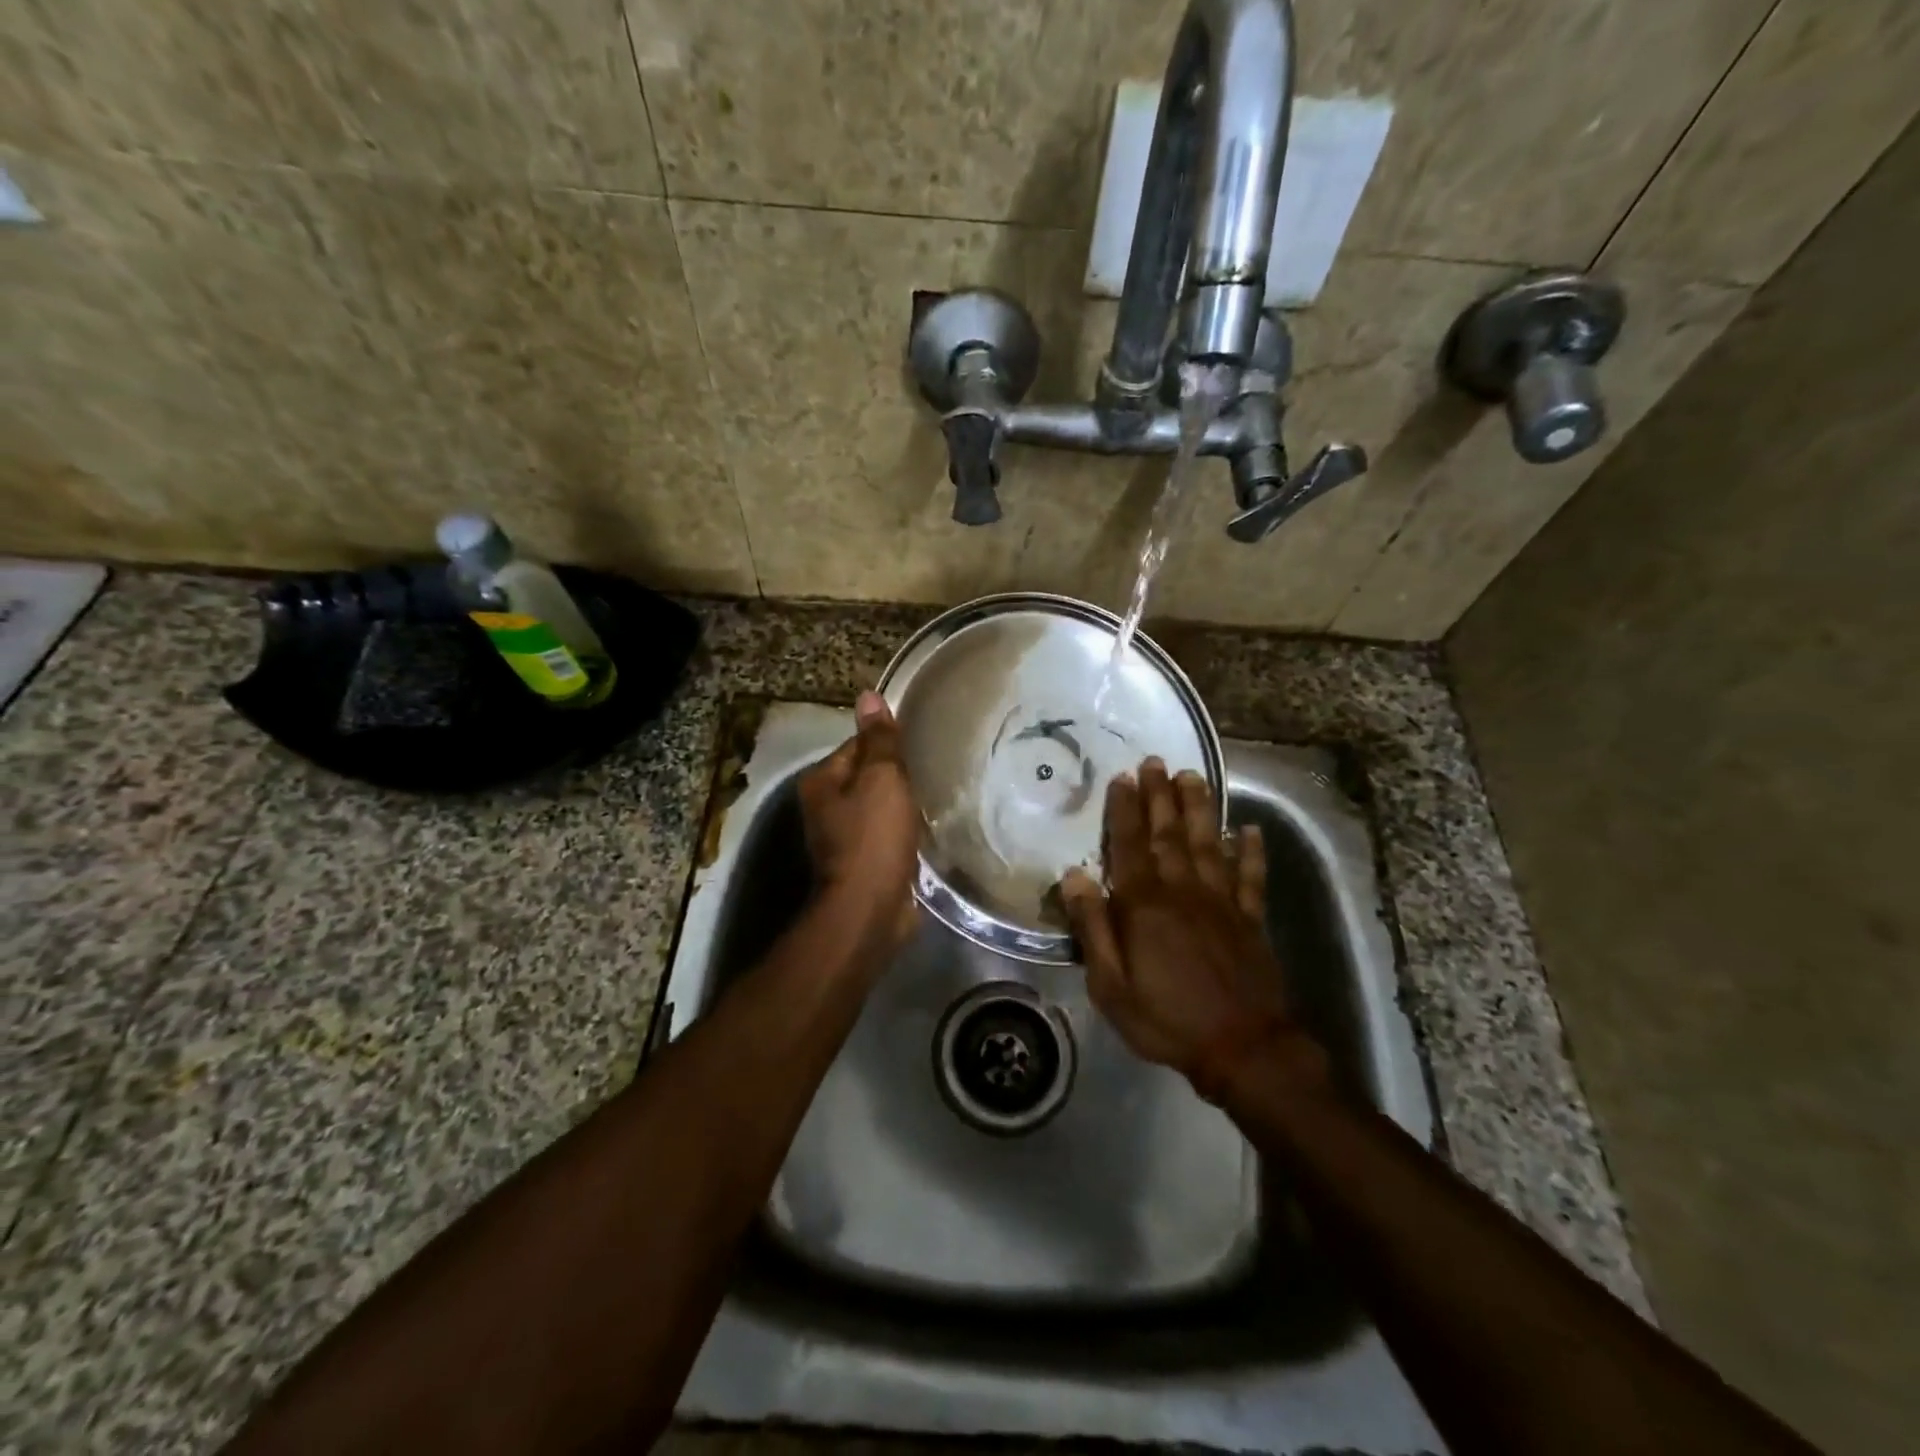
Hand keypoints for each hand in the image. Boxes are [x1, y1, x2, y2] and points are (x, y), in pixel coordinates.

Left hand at [799, 691, 919, 949]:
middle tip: (932, 767)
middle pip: (866, 777)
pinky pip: (887, 834)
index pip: (856, 745)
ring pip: (878, 807)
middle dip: (895, 774)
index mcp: (821, 782)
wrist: (870, 910)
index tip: (918, 744)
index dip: (886, 743)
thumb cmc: (873, 838)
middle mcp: (825, 808)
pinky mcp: (864, 863)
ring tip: (934, 794)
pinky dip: (903, 830)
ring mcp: (843, 839)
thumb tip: (868, 695)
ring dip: (901, 804)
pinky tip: (926, 827)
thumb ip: (878, 739)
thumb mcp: (881, 779)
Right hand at [1061, 758, 1323, 1103]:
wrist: (1243, 1049)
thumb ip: (1092, 927)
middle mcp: (1182, 891)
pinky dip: (1250, 852)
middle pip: (1169, 834)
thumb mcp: (1110, 985)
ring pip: (1208, 843)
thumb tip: (1074, 876)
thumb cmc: (1166, 1019)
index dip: (1124, 809)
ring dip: (1200, 808)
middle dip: (1161, 795)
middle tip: (1157, 761)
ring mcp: (1221, 902)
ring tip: (1194, 776)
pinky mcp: (1250, 919)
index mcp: (1144, 905)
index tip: (1122, 777)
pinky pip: (1251, 877)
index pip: (1129, 845)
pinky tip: (1248, 829)